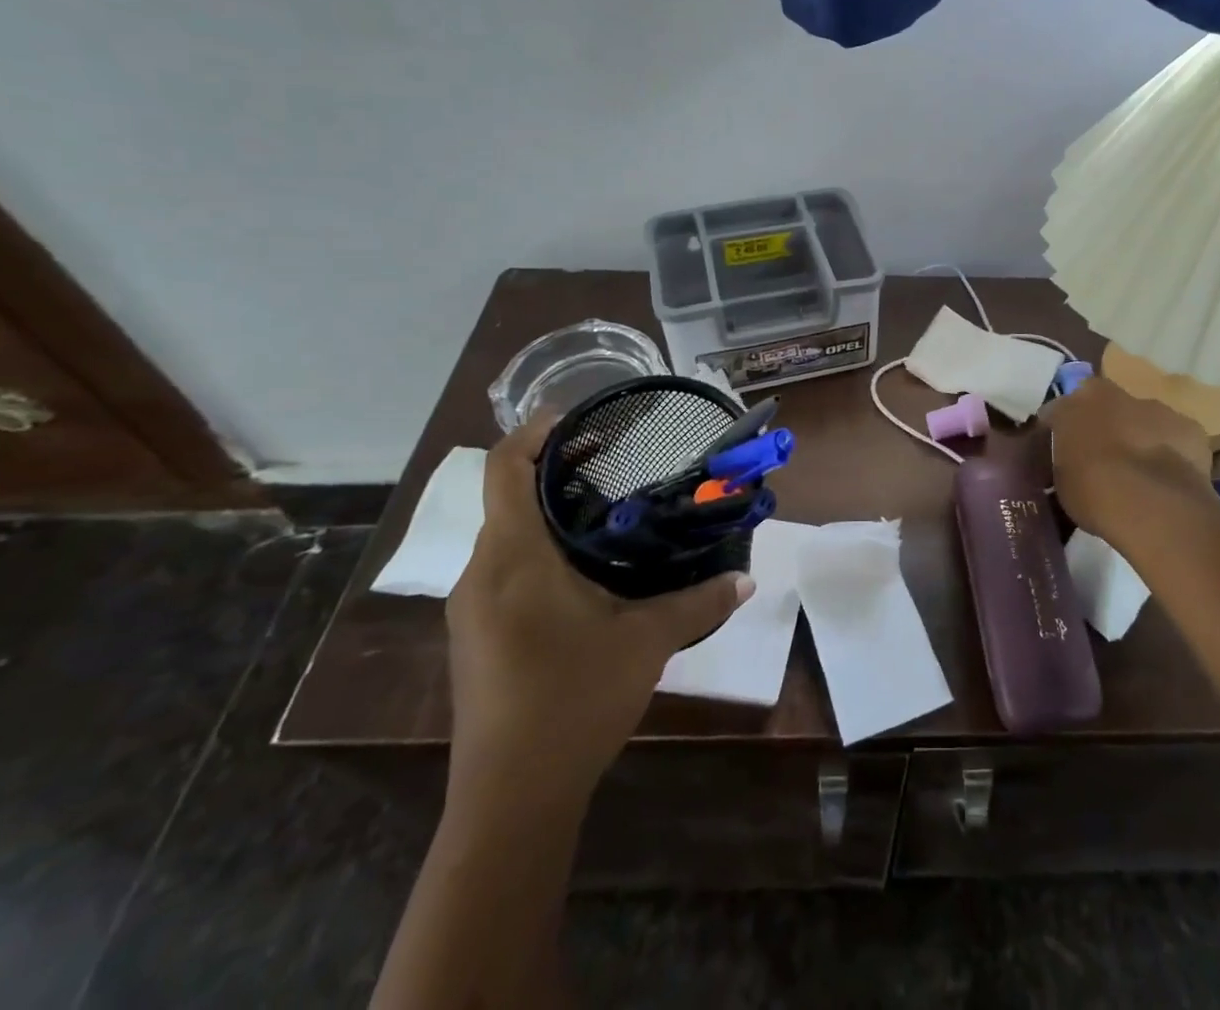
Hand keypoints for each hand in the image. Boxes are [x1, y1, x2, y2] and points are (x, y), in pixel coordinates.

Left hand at [445, 416, 753, 802]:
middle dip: (551, 470)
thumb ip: (699, 601)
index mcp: (513, 557)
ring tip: (604, 510)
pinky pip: (501, 570)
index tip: (579, 419)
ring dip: (545, 513)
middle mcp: (481, 573)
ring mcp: (471, 609)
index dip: (534, 431)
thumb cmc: (574, 700)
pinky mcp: (475, 638)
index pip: (503, 467)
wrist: (510, 800)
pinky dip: (536, 549)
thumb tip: (747, 580)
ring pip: (503, 536)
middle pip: (504, 497)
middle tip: (611, 461)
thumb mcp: (648, 641)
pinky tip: (582, 571)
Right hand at [1044, 375, 1216, 561]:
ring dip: (1138, 439)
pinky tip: (1167, 481)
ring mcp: (1156, 409)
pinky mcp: (1190, 428)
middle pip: (1105, 408)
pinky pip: (1173, 439)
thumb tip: (1072, 462)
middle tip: (1100, 462)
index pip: (1059, 410)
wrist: (1151, 504)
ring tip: (1137, 476)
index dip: (1059, 430)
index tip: (1059, 452)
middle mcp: (1115, 394)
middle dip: (1103, 428)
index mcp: (1076, 402)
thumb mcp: (1061, 480)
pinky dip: (1170, 453)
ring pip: (1142, 421)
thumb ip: (1065, 460)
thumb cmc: (1092, 491)